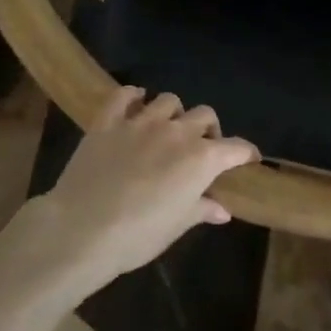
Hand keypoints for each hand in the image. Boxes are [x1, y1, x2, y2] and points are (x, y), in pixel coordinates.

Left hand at [21, 87, 258, 296]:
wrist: (81, 230)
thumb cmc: (138, 235)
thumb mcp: (177, 226)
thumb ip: (202, 209)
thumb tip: (222, 209)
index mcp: (202, 158)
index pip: (236, 147)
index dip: (246, 153)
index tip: (248, 160)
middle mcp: (177, 132)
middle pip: (205, 116)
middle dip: (208, 130)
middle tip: (200, 149)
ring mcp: (141, 122)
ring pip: (169, 100)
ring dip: (174, 113)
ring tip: (167, 128)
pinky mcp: (108, 121)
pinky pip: (124, 95)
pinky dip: (133, 97)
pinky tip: (134, 105)